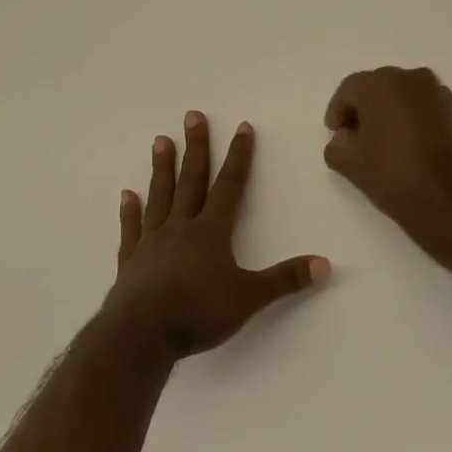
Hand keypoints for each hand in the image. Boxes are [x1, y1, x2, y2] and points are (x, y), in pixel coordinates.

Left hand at [101, 112, 329, 360]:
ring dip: (162, 168)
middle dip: (196, 147)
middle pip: (191, 180)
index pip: (229, 186)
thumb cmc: (198, 312)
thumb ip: (285, 280)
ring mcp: (152, 242)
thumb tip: (325, 264)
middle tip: (192, 116)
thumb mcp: (249, 298)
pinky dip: (130, 212)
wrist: (140, 335)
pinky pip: (132, 229)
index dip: (239, 156)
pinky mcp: (130, 261)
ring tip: (161, 141)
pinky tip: (127, 195)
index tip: (242, 127)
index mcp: (211, 232)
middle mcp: (181, 227)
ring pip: (160, 196)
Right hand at [323, 67, 451, 247]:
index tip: (336, 134)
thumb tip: (346, 136)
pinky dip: (409, 115)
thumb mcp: (349, 163)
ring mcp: (436, 92)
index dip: (338, 112)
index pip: (349, 90)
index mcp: (380, 85)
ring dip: (387, 110)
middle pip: (376, 87)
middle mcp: (410, 78)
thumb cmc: (394, 176)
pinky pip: (421, 104)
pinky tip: (405, 141)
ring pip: (401, 93)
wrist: (450, 201)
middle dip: (363, 108)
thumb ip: (336, 143)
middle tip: (355, 136)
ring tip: (380, 140)